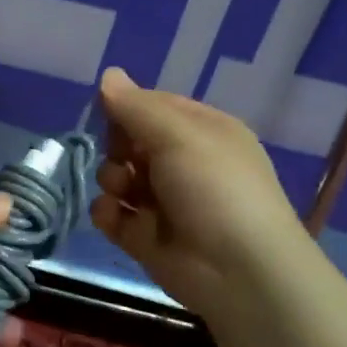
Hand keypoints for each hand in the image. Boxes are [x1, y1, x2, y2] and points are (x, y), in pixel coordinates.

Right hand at [90, 67, 309, 323]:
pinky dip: (108, 213)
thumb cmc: (214, 188)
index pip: (153, 106)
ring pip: (118, 176)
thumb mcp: (177, 135)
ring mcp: (164, 202)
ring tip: (122, 191)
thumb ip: (136, 106)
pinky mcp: (146, 237)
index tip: (108, 114)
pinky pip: (113, 214)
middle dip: (118, 147)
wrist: (239, 272)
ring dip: (111, 179)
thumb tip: (108, 73)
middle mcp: (184, 163)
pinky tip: (114, 216)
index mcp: (203, 131)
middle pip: (131, 141)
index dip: (127, 108)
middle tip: (123, 157)